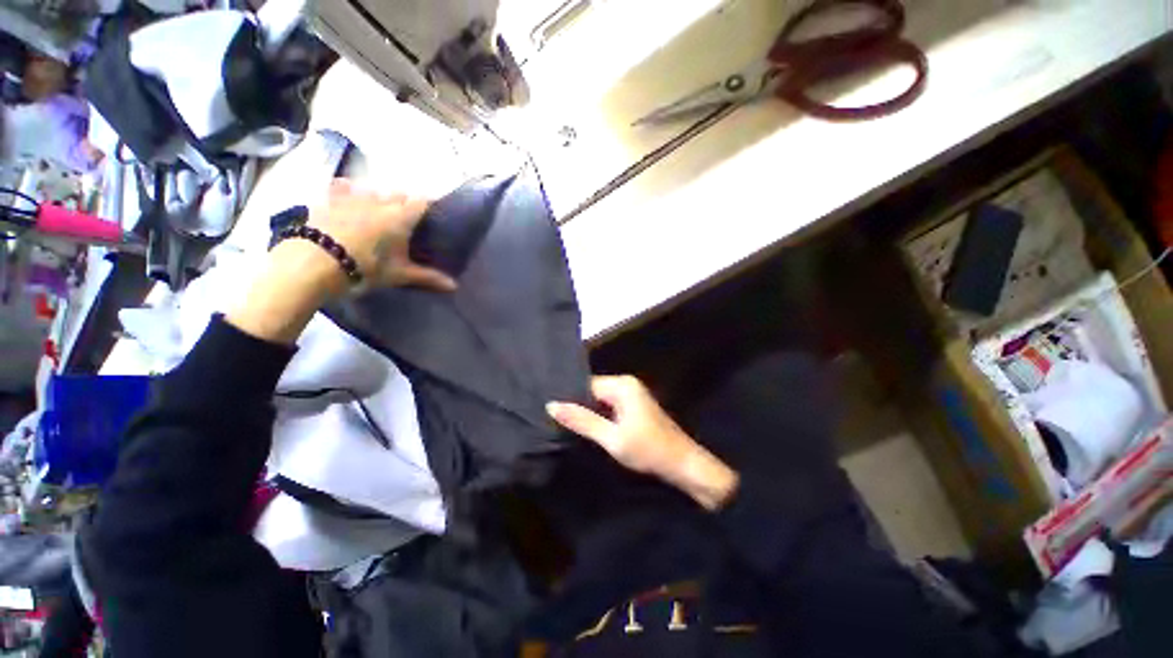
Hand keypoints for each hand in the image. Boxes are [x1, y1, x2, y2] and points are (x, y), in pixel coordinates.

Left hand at [307, 179, 456, 293]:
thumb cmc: (366, 268)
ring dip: (380, 196)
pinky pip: (342, 185)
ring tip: (380, 209)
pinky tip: (348, 195)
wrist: (315, 263)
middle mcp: (380, 201)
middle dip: (405, 202)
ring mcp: (353, 197)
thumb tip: (455, 287)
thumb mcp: (399, 275)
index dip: (430, 204)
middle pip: (399, 193)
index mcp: (401, 217)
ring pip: (373, 188)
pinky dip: (348, 188)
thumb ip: (428, 277)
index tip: (433, 213)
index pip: (423, 202)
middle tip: (407, 218)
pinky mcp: (329, 199)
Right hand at [547, 376, 738, 510]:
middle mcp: (627, 384)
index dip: (569, 399)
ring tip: (565, 425)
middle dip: (578, 407)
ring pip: (600, 402)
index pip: (586, 385)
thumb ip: (582, 421)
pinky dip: (599, 418)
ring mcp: (632, 396)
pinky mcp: (634, 408)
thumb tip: (551, 405)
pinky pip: (609, 408)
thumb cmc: (649, 450)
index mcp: (623, 385)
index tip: (550, 412)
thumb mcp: (612, 438)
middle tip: (554, 421)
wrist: (685, 466)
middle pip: (593, 392)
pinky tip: (586, 429)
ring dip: (588, 414)